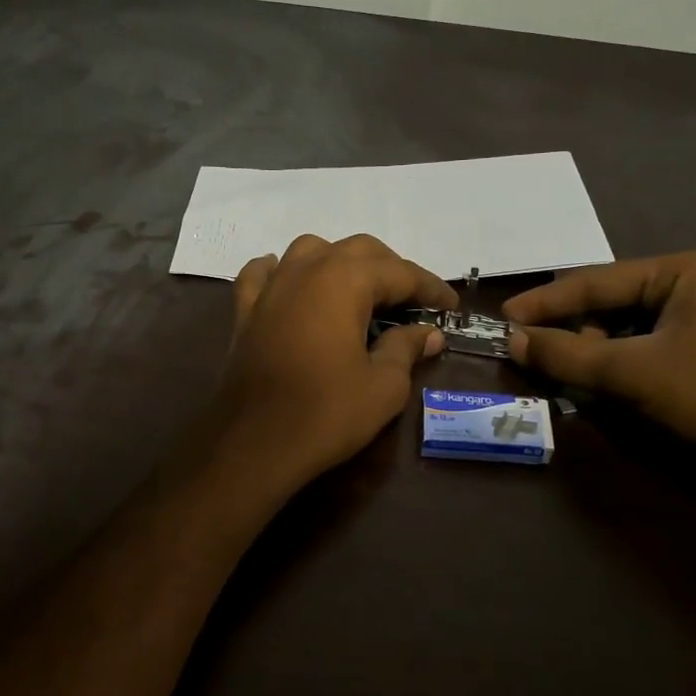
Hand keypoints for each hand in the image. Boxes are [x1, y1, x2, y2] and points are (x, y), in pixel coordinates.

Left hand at [209, 234, 455, 487]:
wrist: (254, 444)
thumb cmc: (326, 413)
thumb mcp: (384, 386)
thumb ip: (406, 348)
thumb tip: (428, 333)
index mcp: (344, 281)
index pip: (400, 272)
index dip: (430, 288)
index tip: (450, 307)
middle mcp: (306, 270)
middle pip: (358, 250)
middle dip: (391, 269)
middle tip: (413, 301)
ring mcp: (270, 288)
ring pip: (310, 251)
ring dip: (340, 262)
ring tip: (359, 291)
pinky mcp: (244, 311)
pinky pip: (263, 274)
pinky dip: (282, 272)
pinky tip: (291, 284)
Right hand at [503, 252, 695, 467]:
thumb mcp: (630, 372)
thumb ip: (567, 353)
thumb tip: (512, 339)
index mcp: (682, 270)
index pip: (596, 281)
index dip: (546, 302)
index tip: (504, 317)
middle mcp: (693, 283)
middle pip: (610, 303)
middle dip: (573, 330)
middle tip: (536, 354)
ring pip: (625, 328)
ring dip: (594, 352)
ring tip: (572, 377)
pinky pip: (645, 347)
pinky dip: (619, 365)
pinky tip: (606, 386)